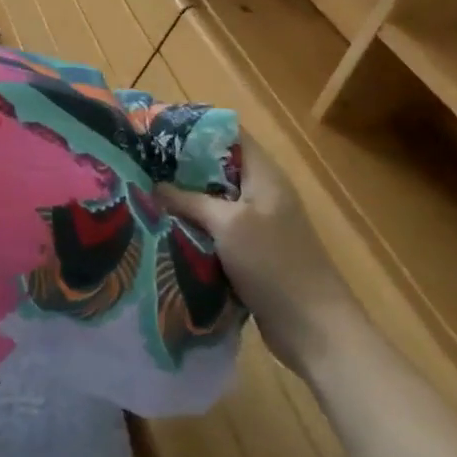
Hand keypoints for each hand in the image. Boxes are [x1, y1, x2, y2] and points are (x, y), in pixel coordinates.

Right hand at [159, 134, 360, 372]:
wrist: (314, 329)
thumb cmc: (275, 264)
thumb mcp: (228, 224)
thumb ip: (190, 201)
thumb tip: (155, 186)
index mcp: (264, 175)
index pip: (230, 133)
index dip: (196, 127)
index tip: (158, 129)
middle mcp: (261, 193)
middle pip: (217, 167)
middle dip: (181, 166)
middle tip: (142, 164)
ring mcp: (257, 224)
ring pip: (213, 200)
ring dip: (185, 200)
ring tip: (145, 194)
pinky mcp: (251, 252)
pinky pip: (216, 229)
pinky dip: (194, 228)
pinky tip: (165, 230)